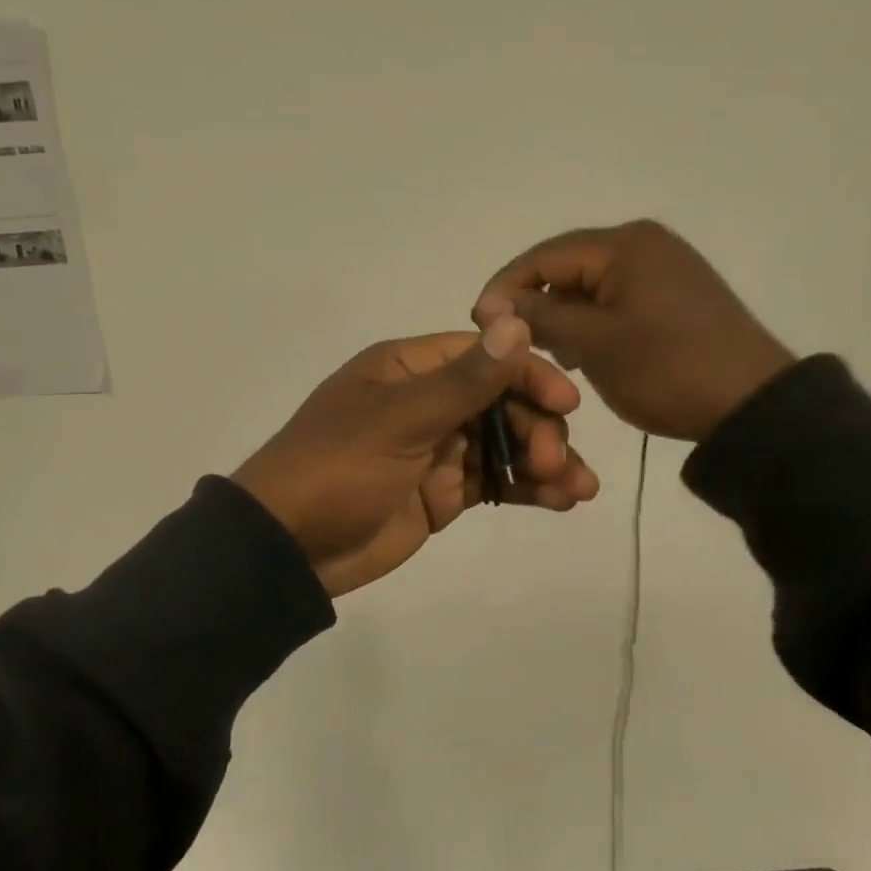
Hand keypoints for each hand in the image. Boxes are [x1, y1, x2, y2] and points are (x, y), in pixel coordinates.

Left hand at [233, 318, 600, 597]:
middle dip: (538, 429)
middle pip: (501, 401)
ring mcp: (436, 449)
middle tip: (556, 464)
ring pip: (504, 444)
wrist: (291, 547)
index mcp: (408, 370)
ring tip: (579, 490)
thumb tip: (517, 323)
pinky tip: (560, 501)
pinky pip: (494, 482)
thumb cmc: (338, 468)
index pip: (483, 356)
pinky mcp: (443, 493)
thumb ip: (463, 380)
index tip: (565, 404)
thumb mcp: (399, 420)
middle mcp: (426, 402)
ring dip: (544, 462)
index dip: (528, 374)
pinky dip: (526, 489)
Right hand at [473, 220, 796, 442]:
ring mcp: (665, 270)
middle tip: (507, 342)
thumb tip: (496, 305)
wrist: (751, 405)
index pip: (544, 255)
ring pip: (591, 287)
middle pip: (568, 267)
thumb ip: (540, 317)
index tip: (477, 322)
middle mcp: (646, 245)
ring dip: (561, 316)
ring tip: (541, 352)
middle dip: (534, 303)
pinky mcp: (676, 298)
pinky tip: (581, 353)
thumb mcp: (594, 343)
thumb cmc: (666, 369)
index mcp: (625, 244)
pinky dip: (591, 323)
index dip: (505, 287)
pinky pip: (616, 302)